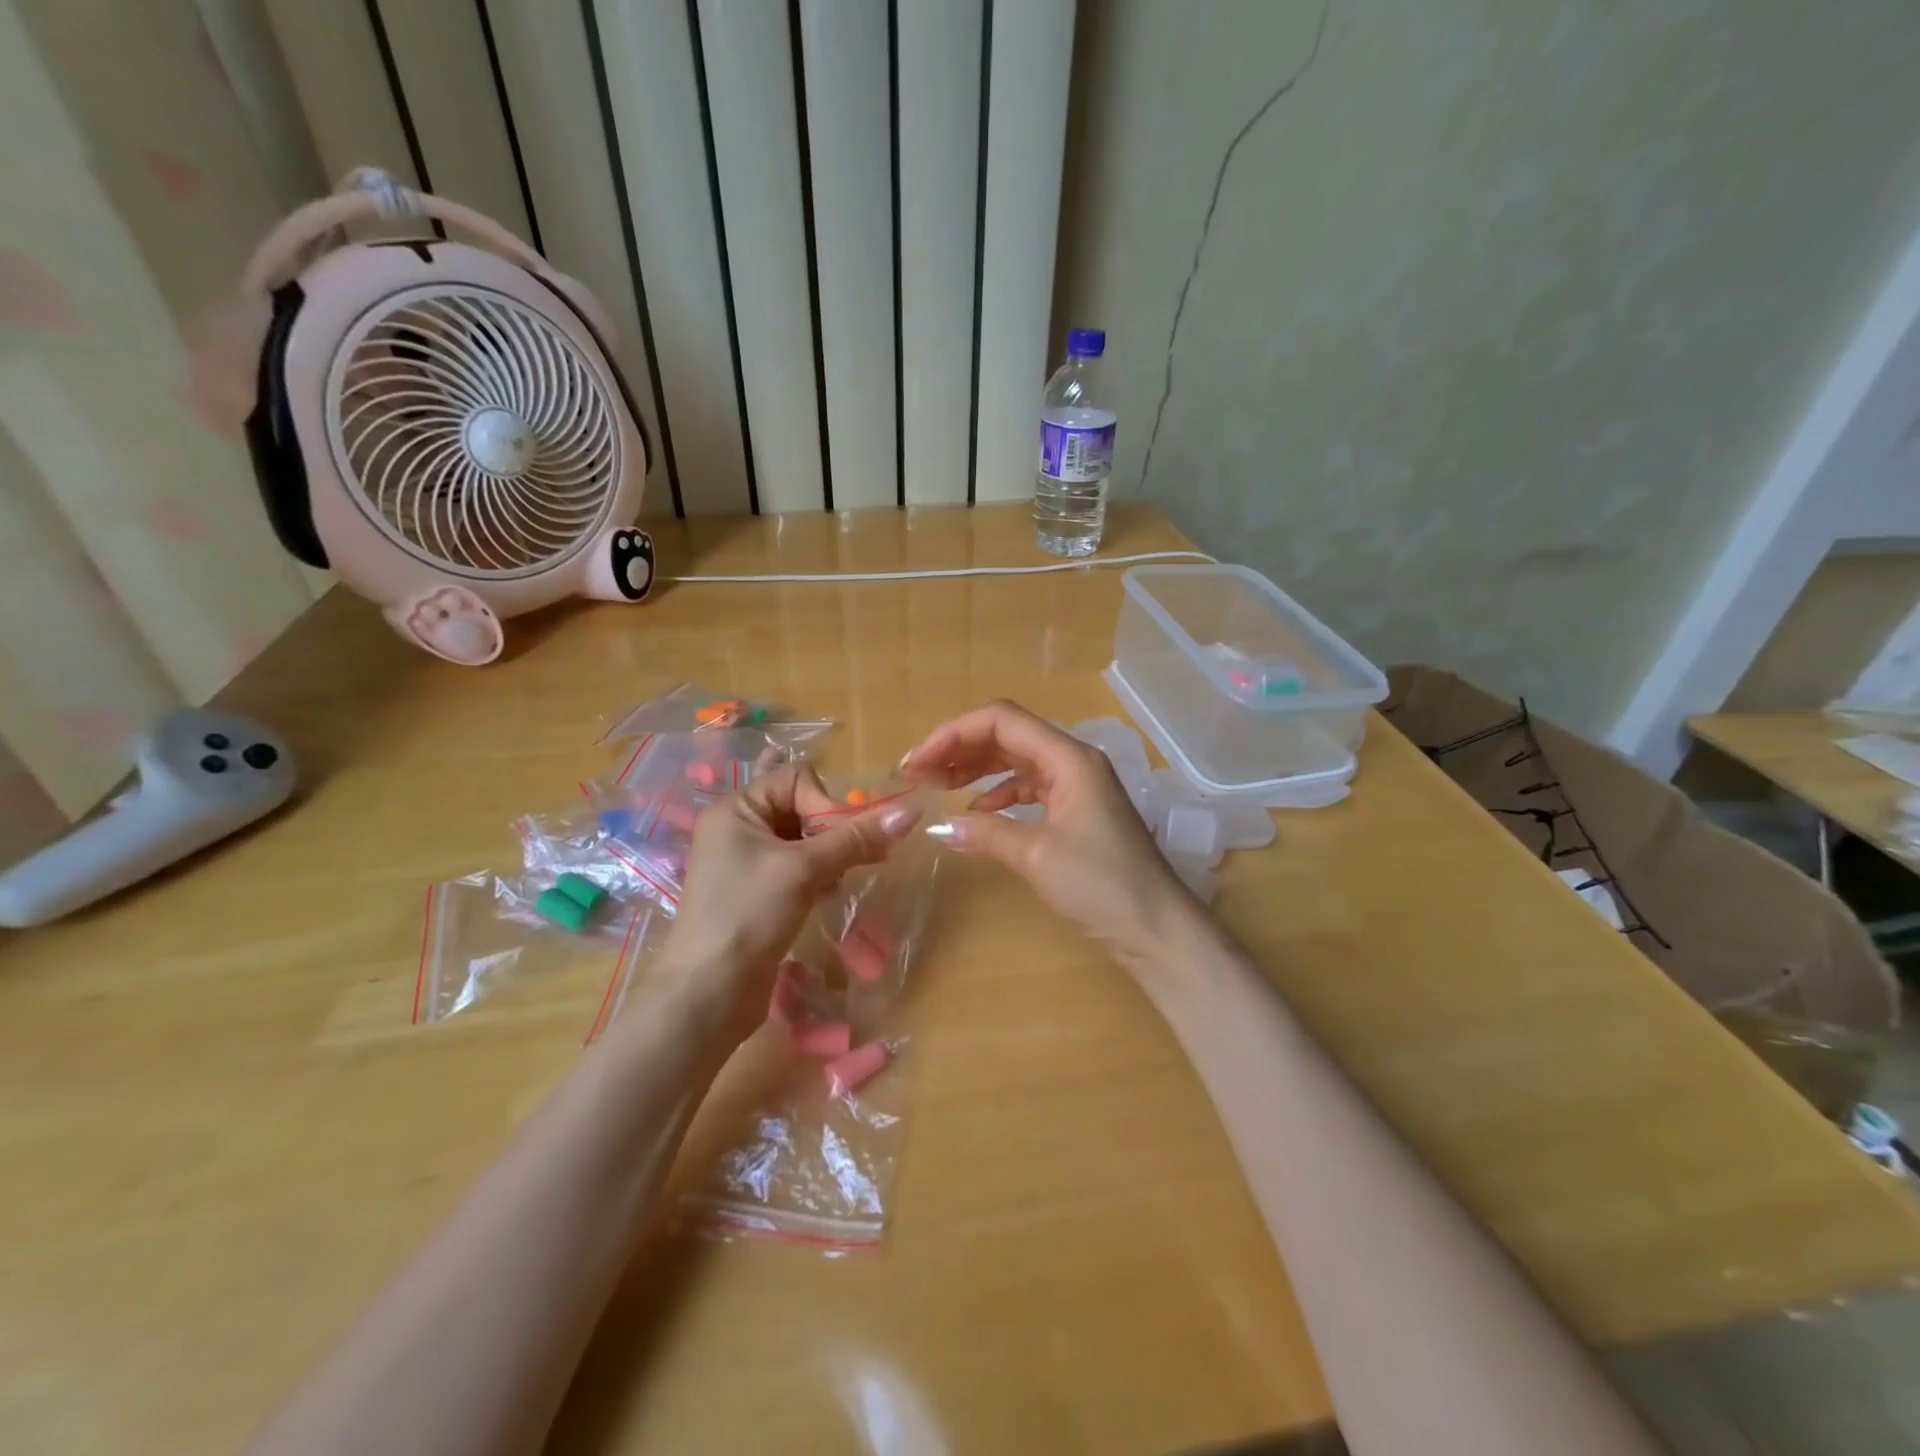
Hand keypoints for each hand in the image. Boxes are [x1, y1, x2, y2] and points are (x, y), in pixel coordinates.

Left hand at [660, 763, 920, 1042]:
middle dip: (832, 830)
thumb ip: (855, 838)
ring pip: (803, 839)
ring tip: (836, 882)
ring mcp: (745, 861)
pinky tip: (827, 895)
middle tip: (853, 860)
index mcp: (736, 809)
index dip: (826, 803)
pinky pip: (797, 866)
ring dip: (829, 855)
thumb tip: (910, 811)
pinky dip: (817, 875)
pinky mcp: (757, 891)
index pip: (797, 779)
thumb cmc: (748, 916)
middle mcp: (738, 827)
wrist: (708, 995)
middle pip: (802, 806)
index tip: (840, 840)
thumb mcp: (804, 871)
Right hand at [900, 700, 1198, 972]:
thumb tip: (938, 825)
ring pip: (1016, 759)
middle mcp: (1073, 761)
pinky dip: (998, 793)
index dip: (953, 733)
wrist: (1156, 928)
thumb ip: (986, 833)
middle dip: (959, 748)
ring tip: (937, 785)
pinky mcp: (1076, 811)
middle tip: (917, 773)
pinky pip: (1029, 787)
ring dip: (976, 767)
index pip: (1001, 721)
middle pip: (1007, 735)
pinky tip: (977, 812)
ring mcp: (1077, 785)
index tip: (916, 762)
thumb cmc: (1101, 885)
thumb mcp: (1037, 856)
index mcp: (1068, 757)